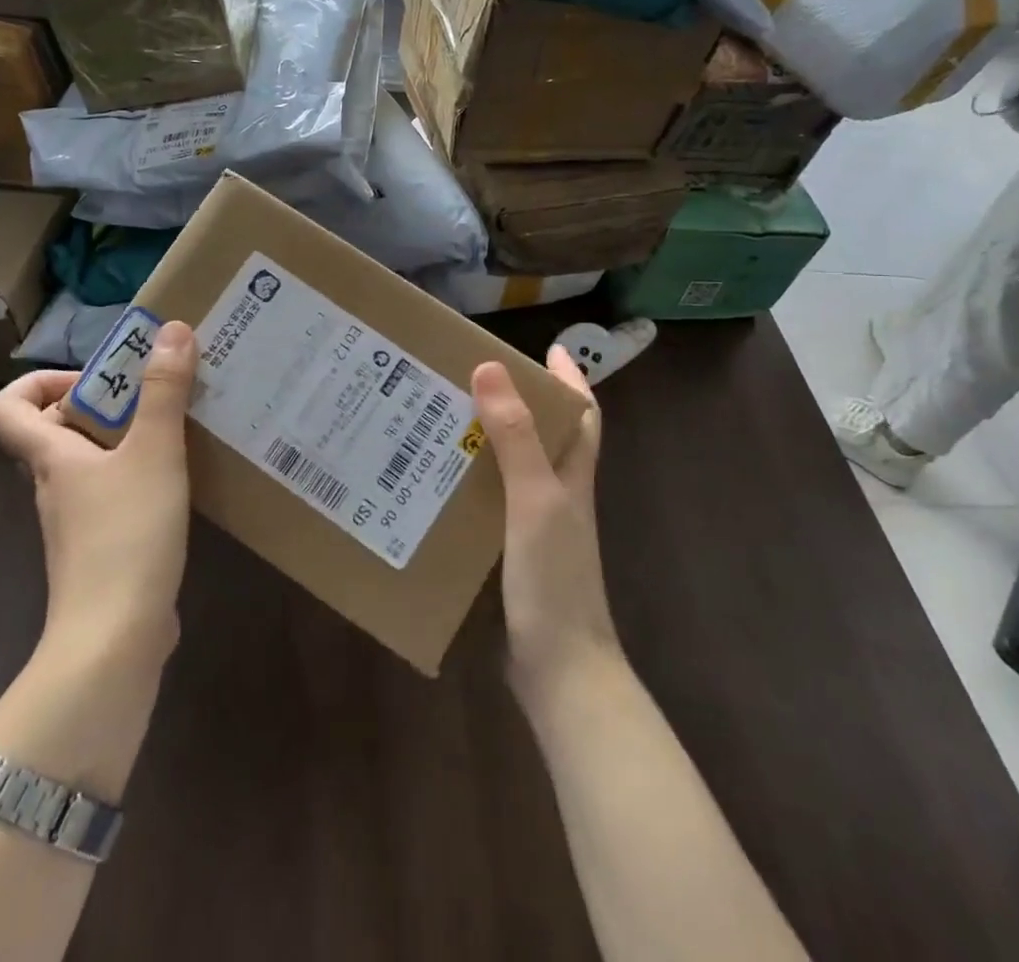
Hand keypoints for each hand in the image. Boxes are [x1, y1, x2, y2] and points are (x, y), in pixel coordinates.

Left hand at [0, 323, 197, 663]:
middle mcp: (54, 486)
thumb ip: (164, 391)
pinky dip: (138, 479)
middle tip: (151, 396)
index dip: (37, 383)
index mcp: (52, 457)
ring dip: (125, 441)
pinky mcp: (102, 551)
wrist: (115, 640)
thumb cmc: (126, 535)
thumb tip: (173, 328)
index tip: (93, 378)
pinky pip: (112, 497)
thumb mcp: (154, 452)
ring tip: (177, 430)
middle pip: (54, 432)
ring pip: (88, 464)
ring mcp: (76, 522)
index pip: (6, 411)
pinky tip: (180, 482)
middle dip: (101, 405)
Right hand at [472, 349, 617, 703]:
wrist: (560, 672)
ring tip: (440, 420)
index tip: (549, 347)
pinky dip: (470, 485)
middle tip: (468, 378)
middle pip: (544, 436)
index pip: (582, 415)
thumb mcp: (535, 499)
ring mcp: (535, 527)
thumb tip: (491, 367)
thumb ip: (516, 437)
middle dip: (517, 402)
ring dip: (486, 442)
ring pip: (513, 468)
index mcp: (572, 476)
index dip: (570, 379)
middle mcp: (557, 495)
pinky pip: (491, 503)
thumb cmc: (555, 579)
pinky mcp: (512, 554)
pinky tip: (436, 483)